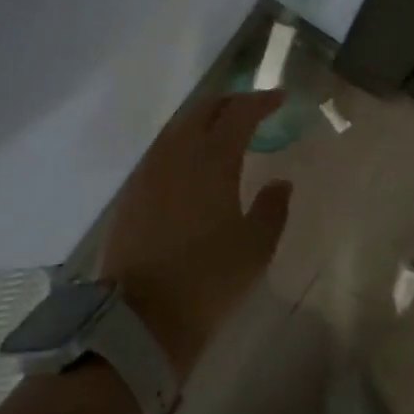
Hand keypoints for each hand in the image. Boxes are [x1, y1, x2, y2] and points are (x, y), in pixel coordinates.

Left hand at [99, 90, 292, 378]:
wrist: (142, 315)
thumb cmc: (208, 280)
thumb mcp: (255, 248)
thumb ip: (272, 208)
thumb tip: (281, 182)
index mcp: (212, 159)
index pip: (239, 113)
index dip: (261, 101)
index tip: (279, 99)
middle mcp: (176, 153)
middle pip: (203, 110)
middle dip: (231, 103)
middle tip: (253, 110)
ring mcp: (149, 170)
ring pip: (178, 127)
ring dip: (203, 120)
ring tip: (223, 131)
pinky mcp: (131, 190)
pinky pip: (161, 149)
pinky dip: (182, 142)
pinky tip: (191, 161)